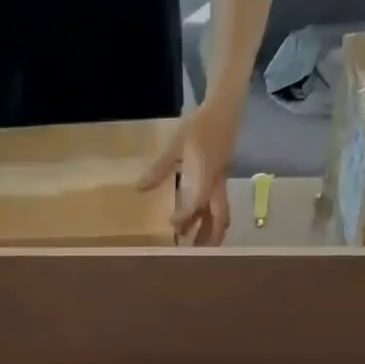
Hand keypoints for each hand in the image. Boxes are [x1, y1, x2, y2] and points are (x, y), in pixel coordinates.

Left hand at [139, 97, 241, 245]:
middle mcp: (216, 185)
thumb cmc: (199, 125)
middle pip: (219, 218)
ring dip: (210, 231)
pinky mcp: (221, 179)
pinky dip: (209, 218)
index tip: (172, 229)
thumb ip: (159, 168)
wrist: (224, 109)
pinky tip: (198, 223)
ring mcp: (221, 183)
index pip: (196, 205)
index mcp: (205, 177)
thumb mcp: (175, 145)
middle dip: (210, 237)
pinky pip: (217, 205)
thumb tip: (140, 188)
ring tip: (197, 246)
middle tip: (195, 254)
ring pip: (220, 214)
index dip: (185, 219)